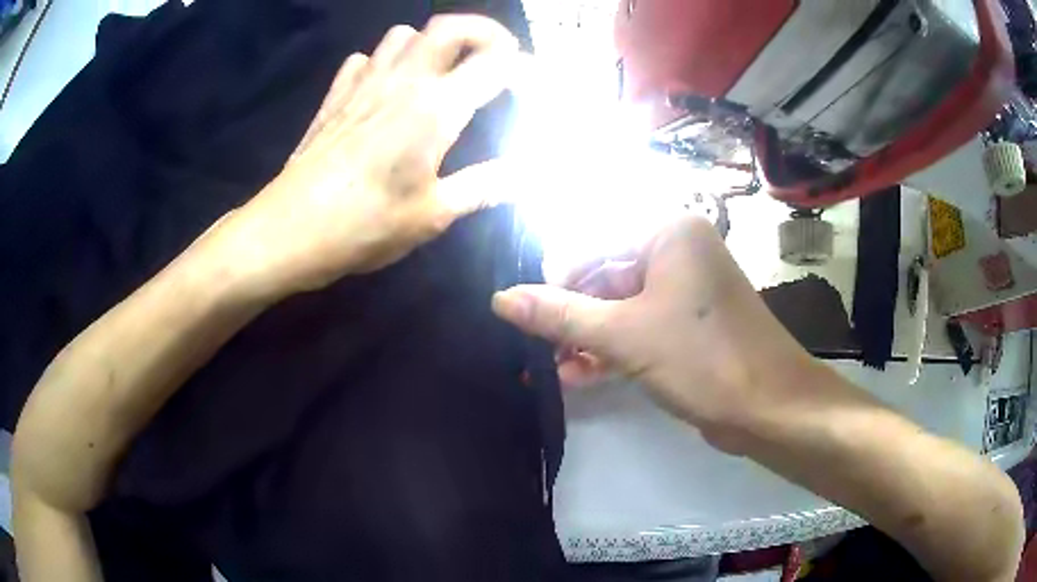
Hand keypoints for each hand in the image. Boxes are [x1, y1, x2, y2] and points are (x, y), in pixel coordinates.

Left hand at [207, 16, 520, 296]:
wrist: (288, 231)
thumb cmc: (364, 226)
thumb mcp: (432, 215)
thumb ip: (484, 187)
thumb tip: (527, 176)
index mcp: (435, 108)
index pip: (496, 64)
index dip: (524, 70)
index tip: (534, 89)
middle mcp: (403, 81)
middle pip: (450, 27)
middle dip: (484, 32)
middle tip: (499, 57)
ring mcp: (363, 84)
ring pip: (404, 34)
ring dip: (431, 44)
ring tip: (442, 72)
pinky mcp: (335, 97)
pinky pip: (364, 59)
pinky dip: (383, 63)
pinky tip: (385, 89)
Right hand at [492, 216, 823, 447]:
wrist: (770, 408)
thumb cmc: (702, 358)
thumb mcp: (624, 335)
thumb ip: (560, 315)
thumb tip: (500, 299)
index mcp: (667, 233)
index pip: (590, 241)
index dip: (554, 278)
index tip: (527, 315)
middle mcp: (677, 252)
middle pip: (603, 275)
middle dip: (569, 315)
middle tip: (536, 349)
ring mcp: (684, 290)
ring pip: (619, 306)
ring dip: (585, 337)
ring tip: (550, 370)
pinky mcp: (687, 325)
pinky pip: (638, 327)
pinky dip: (610, 349)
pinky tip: (578, 376)